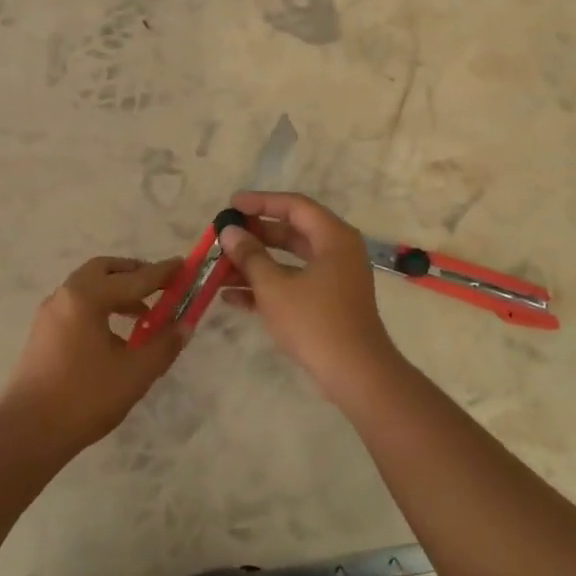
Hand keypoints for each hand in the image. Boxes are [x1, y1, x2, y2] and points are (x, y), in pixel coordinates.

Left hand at [0, 256, 187, 452]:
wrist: (28, 431)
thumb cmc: (85, 398)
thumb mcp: (135, 373)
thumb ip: (164, 345)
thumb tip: (185, 325)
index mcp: (87, 297)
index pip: (134, 278)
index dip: (162, 273)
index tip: (184, 265)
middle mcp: (65, 296)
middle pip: (104, 271)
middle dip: (134, 274)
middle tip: (160, 286)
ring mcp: (50, 313)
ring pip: (88, 287)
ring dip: (116, 291)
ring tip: (143, 314)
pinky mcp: (43, 332)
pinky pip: (77, 305)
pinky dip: (100, 306)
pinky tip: (115, 334)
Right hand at [218, 192, 403, 394]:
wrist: (355, 373)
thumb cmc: (315, 322)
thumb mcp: (274, 287)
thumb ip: (250, 256)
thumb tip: (229, 232)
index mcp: (333, 237)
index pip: (294, 206)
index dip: (261, 202)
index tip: (231, 205)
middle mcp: (337, 252)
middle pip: (292, 232)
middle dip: (255, 235)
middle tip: (225, 236)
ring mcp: (334, 279)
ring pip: (290, 261)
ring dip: (256, 264)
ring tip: (219, 268)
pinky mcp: (328, 303)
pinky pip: (294, 284)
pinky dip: (267, 287)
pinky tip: (232, 297)